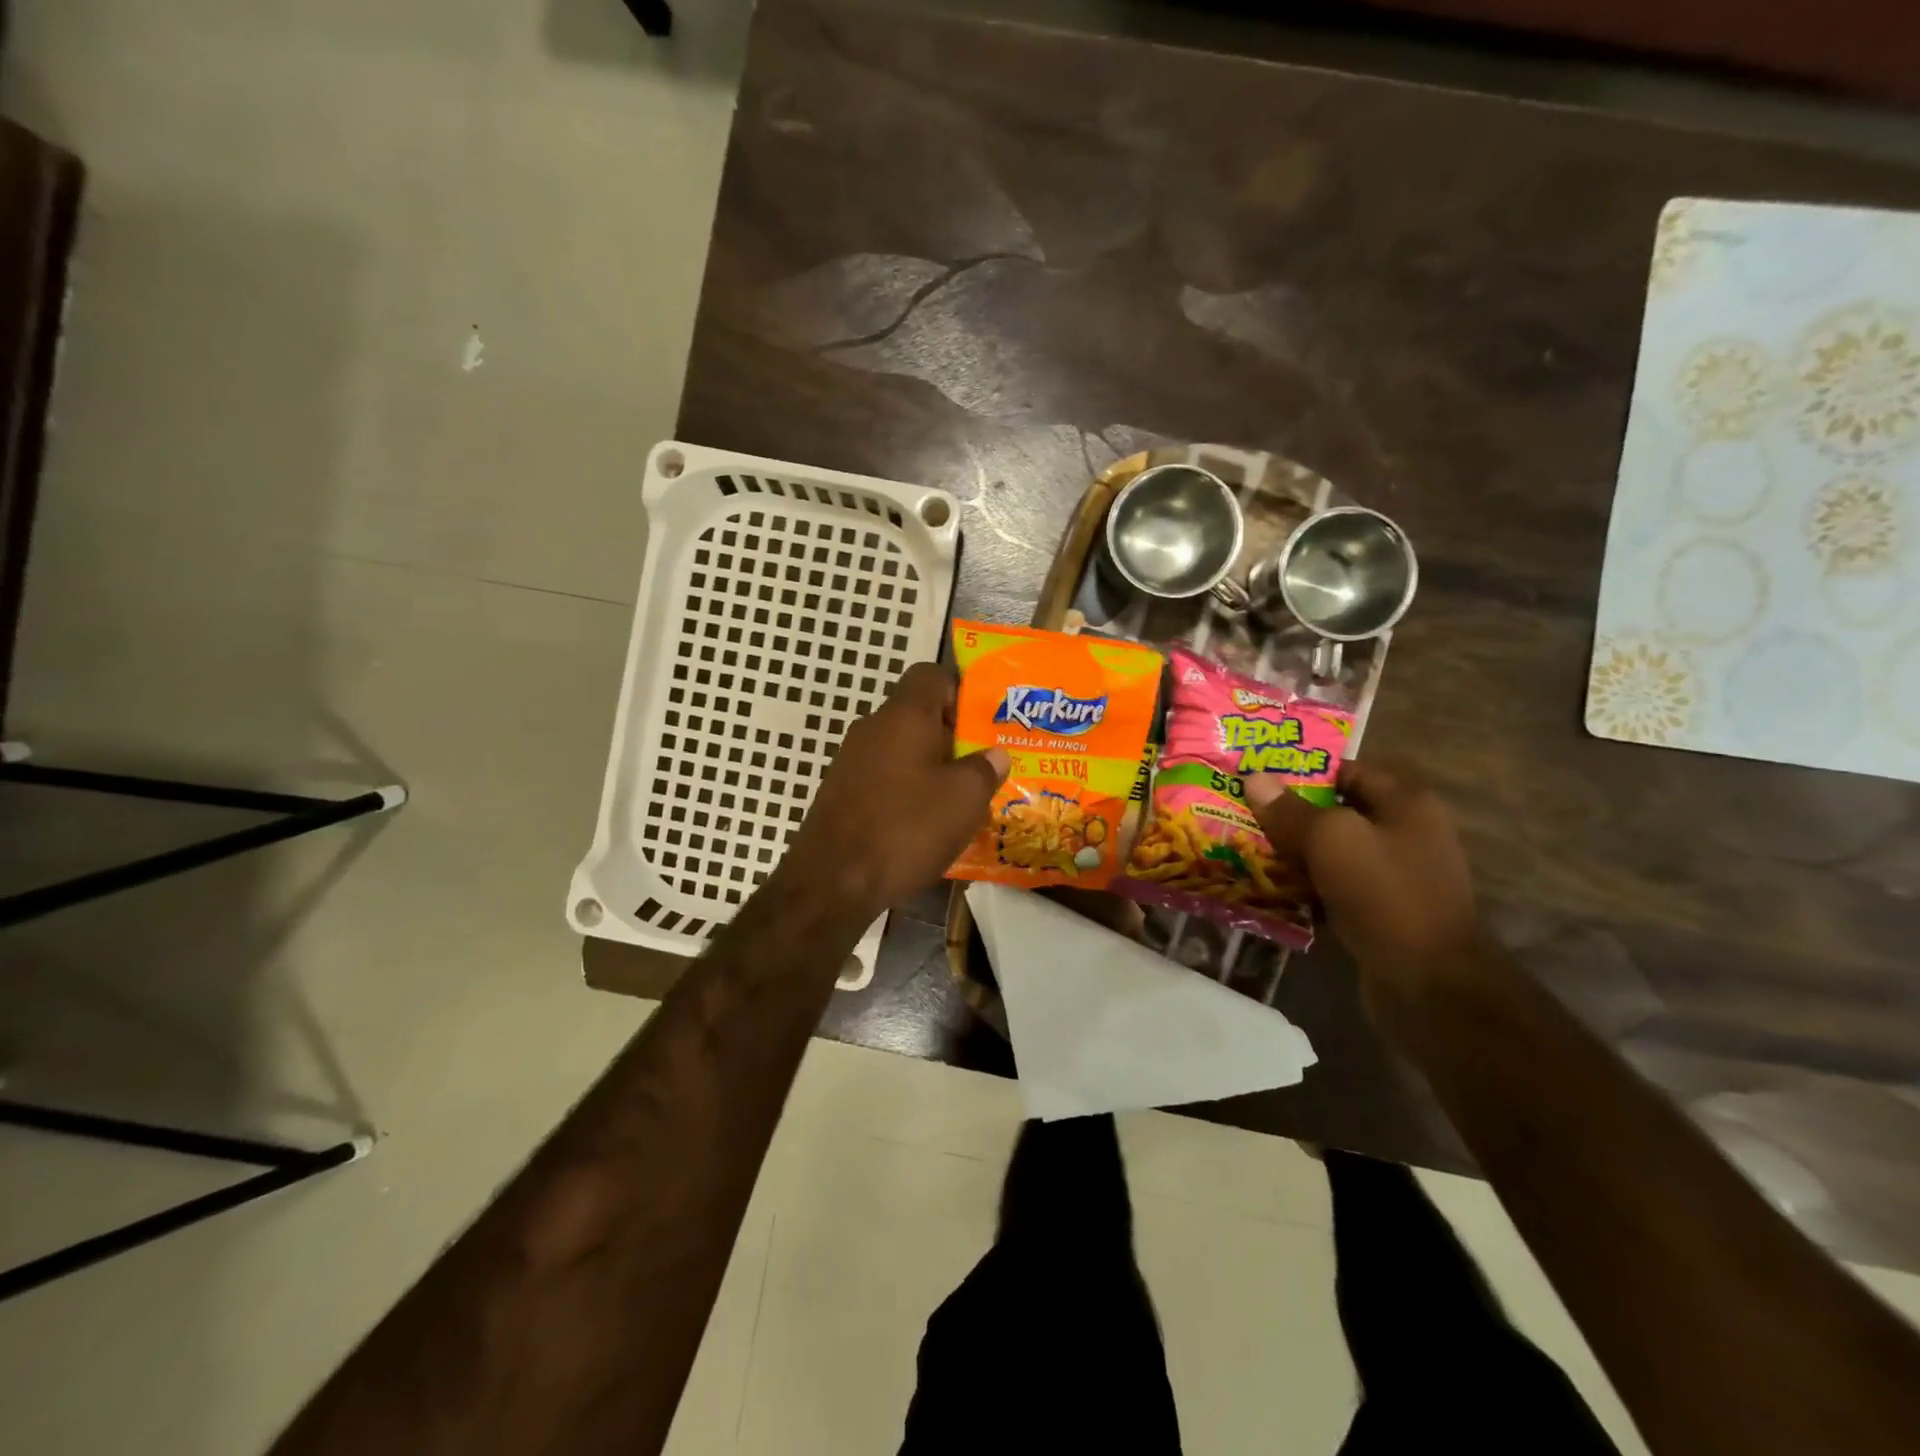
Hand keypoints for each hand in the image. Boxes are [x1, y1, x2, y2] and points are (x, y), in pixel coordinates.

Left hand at [780, 662, 1008, 922]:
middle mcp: (873, 728)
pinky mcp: (841, 793)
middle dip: (952, 736)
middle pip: (917, 714)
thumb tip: (994, 754)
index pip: (931, 675)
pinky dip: (906, 790)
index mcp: (904, 715)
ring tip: (959, 798)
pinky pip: (883, 777)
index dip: (960, 689)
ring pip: (901, 749)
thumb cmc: (906, 828)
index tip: (983, 722)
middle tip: (982, 765)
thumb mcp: (964, 799)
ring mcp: (851, 760)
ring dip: (930, 766)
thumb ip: (985, 769)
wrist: (832, 881)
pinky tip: (924, 823)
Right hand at [1245, 762, 1481, 1013]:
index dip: (1300, 770)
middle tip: (1239, 812)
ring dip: (1291, 853)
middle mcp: (1404, 833)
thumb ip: (1290, 809)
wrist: (1430, 985)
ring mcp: (1394, 875)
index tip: (1255, 776)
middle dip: (1288, 814)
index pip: (1346, 770)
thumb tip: (1254, 777)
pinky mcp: (1380, 912)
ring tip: (1242, 848)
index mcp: (1405, 803)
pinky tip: (1267, 889)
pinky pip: (1333, 887)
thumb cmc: (1385, 895)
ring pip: (1331, 852)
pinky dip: (1304, 887)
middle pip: (1335, 812)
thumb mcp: (1332, 840)